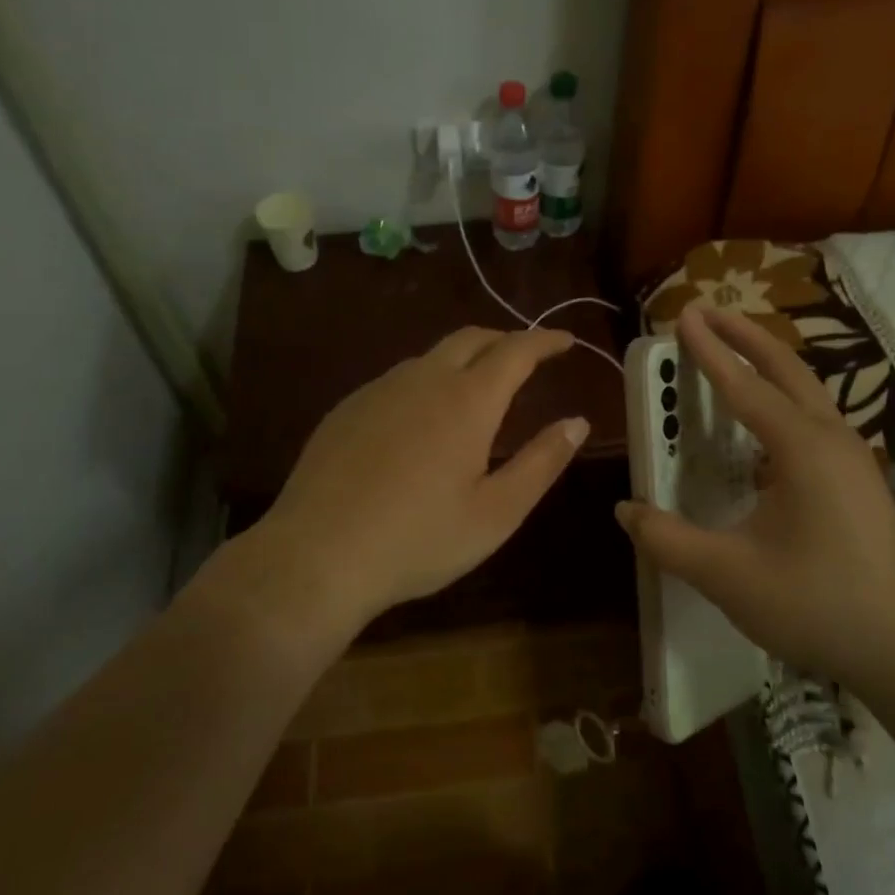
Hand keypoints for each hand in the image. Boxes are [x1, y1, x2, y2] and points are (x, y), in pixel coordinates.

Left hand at [221, 327, 588, 651]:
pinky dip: (426, 380)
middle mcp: (423, 380)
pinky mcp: (347, 408)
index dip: (545, 340)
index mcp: (467, 401)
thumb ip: (542, 462)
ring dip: (464, 359)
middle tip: (527, 359)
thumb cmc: (420, 539)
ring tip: (478, 386)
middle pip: (471, 338)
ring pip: (431, 356)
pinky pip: (398, 379)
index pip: (516, 350)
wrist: (317, 555)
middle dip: (505, 340)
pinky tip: (422, 417)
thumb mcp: (497, 512)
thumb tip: (577, 422)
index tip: (566, 341)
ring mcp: (379, 390)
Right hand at [615, 306, 894, 695]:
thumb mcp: (728, 575)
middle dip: (744, 336)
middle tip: (707, 312)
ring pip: (806, 391)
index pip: (744, 386)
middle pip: (786, 368)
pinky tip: (763, 425)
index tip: (683, 315)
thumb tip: (624, 509)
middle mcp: (831, 439)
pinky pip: (813, 419)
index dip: (709, 350)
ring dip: (767, 365)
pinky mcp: (859, 480)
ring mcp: (852, 459)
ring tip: (732, 354)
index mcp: (801, 448)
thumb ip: (668, 539)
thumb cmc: (816, 605)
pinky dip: (782, 398)